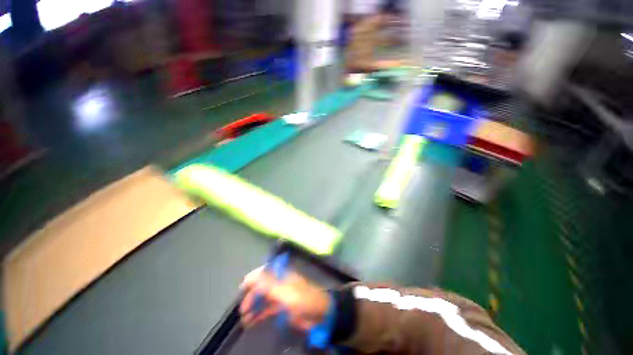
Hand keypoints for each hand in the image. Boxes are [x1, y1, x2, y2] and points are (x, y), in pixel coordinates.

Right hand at [239, 266, 330, 330]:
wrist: (320, 314)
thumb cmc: (304, 300)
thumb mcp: (286, 293)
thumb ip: (269, 285)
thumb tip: (253, 277)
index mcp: (282, 275)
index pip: (265, 271)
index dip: (253, 277)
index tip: (242, 288)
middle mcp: (280, 282)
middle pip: (262, 285)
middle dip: (251, 295)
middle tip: (243, 309)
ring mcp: (281, 294)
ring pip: (263, 298)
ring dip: (254, 307)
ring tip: (245, 319)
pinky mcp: (282, 306)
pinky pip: (267, 308)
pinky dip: (259, 314)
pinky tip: (252, 322)